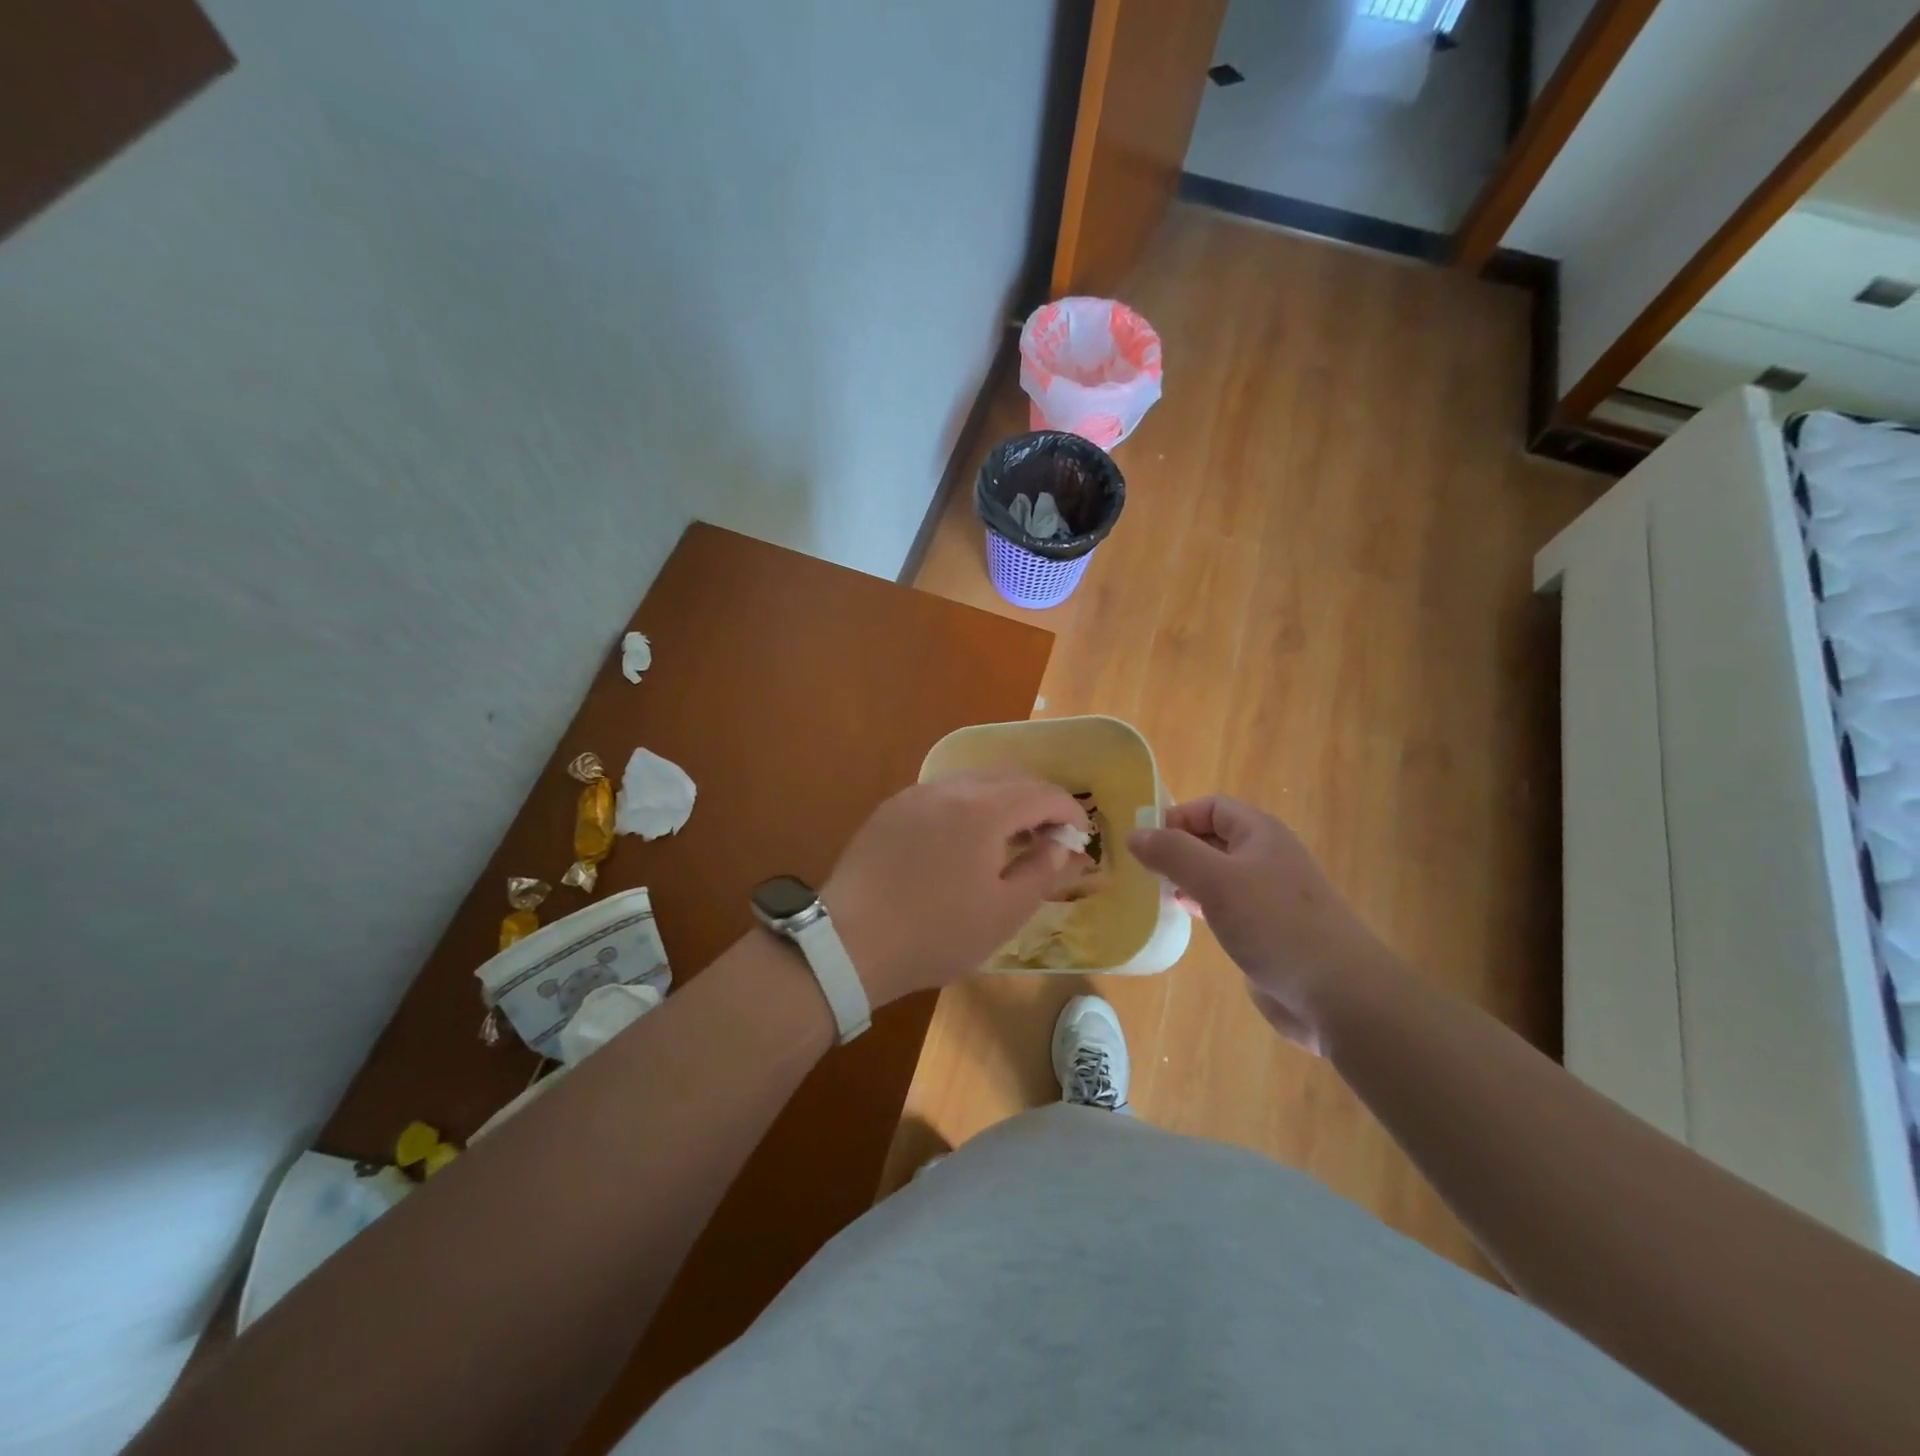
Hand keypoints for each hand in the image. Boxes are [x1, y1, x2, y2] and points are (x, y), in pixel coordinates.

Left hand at [823, 770, 1089, 1004]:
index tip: (1081, 836)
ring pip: (972, 782)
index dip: (1069, 810)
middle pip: (1008, 778)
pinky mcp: (890, 810)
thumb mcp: (1004, 912)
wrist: (850, 943)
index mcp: (983, 809)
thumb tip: (1062, 845)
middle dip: (1038, 801)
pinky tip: (964, 840)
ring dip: (1002, 801)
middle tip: (1050, 835)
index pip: (1042, 793)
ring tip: (1010, 837)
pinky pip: (942, 795)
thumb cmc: (936, 933)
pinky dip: (967, 806)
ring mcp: (914, 795)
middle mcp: (949, 788)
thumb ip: (1042, 870)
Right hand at [1128, 796, 1397, 1053]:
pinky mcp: (1270, 931)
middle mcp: (1267, 857)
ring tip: (1158, 894)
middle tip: (1143, 871)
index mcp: (1261, 834)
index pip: (1212, 807)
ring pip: (1219, 874)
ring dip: (1188, 879)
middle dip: (1178, 849)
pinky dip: (1204, 906)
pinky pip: (1229, 907)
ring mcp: (1270, 896)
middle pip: (1214, 839)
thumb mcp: (1215, 881)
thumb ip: (1172, 853)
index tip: (1145, 844)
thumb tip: (1134, 834)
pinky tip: (1189, 921)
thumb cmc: (1275, 924)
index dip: (1177, 817)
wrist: (1338, 993)